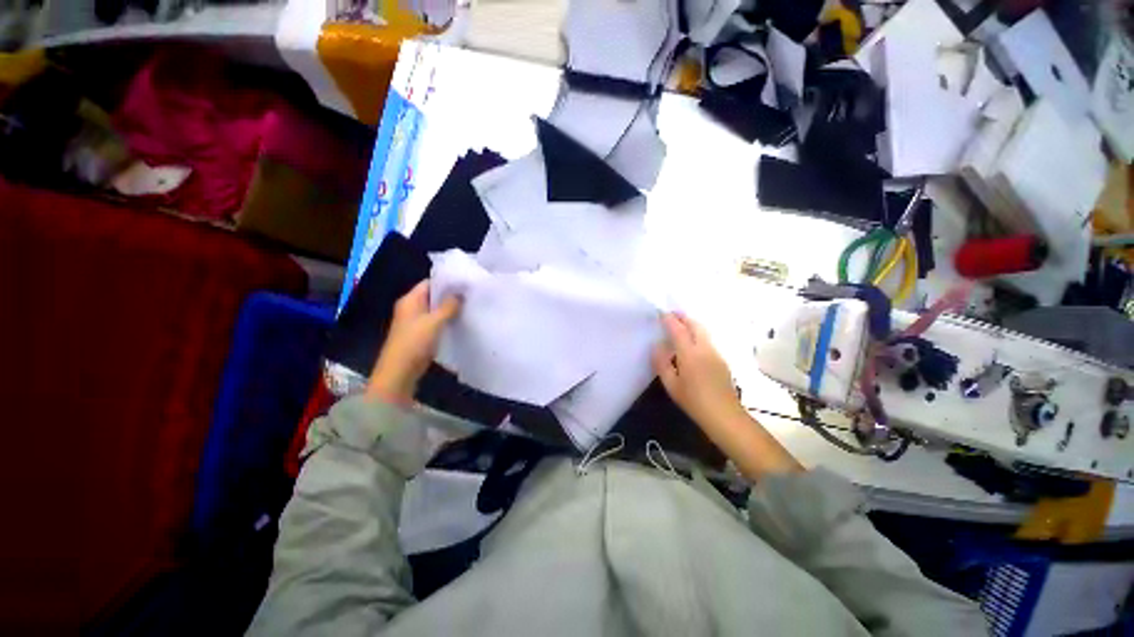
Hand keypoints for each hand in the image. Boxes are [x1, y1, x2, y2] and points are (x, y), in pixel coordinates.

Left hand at [368, 281, 461, 404]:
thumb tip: (460, 293)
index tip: (466, 282)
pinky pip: (436, 322)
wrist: (399, 372)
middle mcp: (411, 308)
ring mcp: (415, 322)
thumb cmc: (414, 342)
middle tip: (471, 294)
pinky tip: (461, 322)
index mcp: (410, 300)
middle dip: (451, 296)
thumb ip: (448, 306)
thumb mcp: (434, 322)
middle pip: (433, 296)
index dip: (447, 281)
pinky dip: (447, 321)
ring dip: (450, 309)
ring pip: (436, 310)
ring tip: (470, 306)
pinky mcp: (420, 334)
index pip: (429, 283)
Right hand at [653, 313, 801, 479]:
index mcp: (689, 353)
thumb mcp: (671, 384)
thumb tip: (657, 346)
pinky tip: (691, 344)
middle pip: (695, 324)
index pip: (678, 329)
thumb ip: (661, 363)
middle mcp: (704, 348)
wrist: (724, 415)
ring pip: (703, 331)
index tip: (661, 313)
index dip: (669, 319)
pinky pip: (707, 340)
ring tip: (680, 326)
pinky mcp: (721, 360)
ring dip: (691, 324)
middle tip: (671, 315)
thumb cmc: (693, 401)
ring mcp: (715, 353)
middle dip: (683, 317)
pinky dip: (698, 334)